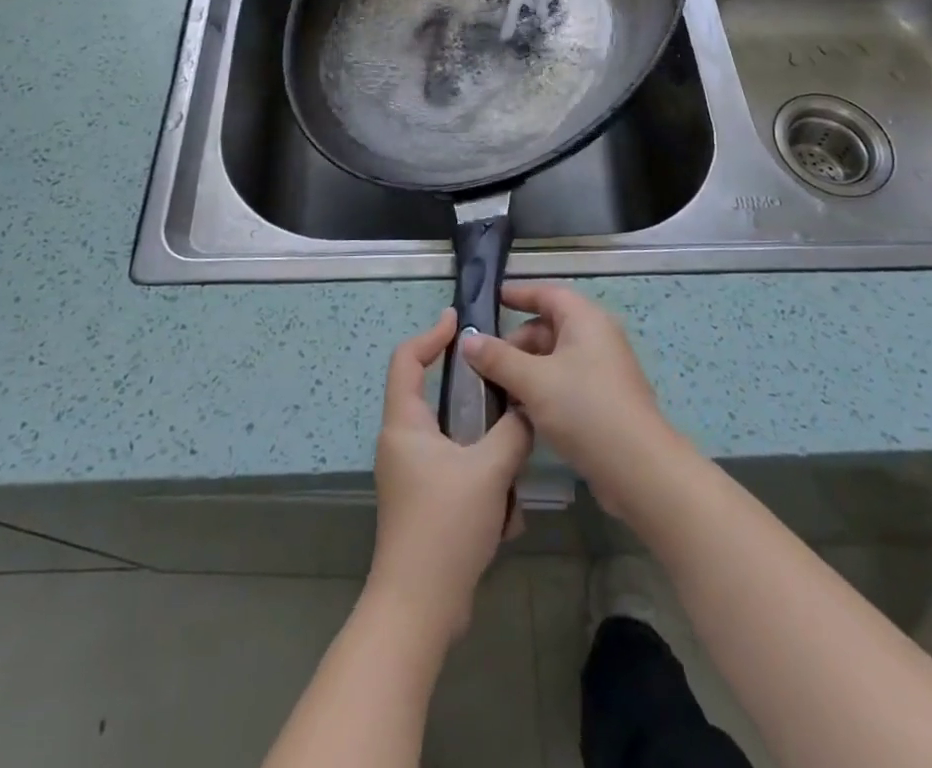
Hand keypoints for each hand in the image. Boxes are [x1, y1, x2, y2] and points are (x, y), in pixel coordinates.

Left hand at [368, 309, 532, 642]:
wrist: (420, 609)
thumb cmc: (445, 526)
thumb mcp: (489, 470)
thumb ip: (514, 430)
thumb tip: (529, 408)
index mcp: (405, 424)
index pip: (407, 359)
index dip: (431, 334)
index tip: (459, 321)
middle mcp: (403, 443)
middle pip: (439, 400)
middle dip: (478, 405)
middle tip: (509, 396)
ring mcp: (413, 476)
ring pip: (458, 443)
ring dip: (489, 458)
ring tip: (513, 477)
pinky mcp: (427, 504)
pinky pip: (461, 476)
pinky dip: (485, 489)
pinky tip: (503, 519)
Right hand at [460, 283, 687, 521]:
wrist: (639, 470)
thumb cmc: (585, 409)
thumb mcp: (533, 381)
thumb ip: (498, 358)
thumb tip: (468, 339)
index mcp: (585, 320)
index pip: (547, 294)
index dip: (519, 295)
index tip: (491, 300)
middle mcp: (596, 338)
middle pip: (548, 327)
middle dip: (515, 342)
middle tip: (483, 362)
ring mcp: (602, 371)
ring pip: (554, 358)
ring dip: (525, 369)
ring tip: (495, 389)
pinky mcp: (603, 401)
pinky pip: (564, 382)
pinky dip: (541, 389)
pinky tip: (519, 411)